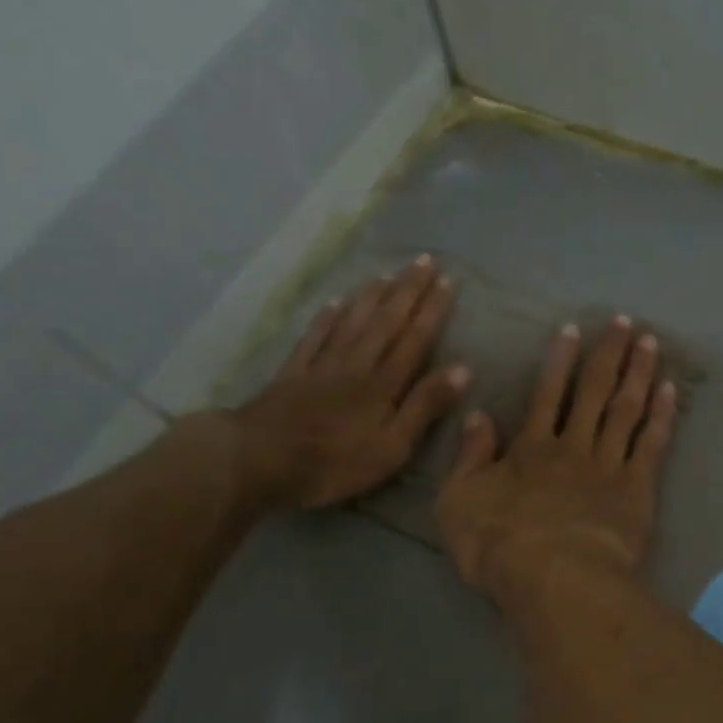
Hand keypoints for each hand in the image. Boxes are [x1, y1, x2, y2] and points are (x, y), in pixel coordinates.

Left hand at [228, 256, 468, 508]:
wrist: (259, 460)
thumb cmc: (334, 463)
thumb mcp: (392, 447)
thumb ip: (425, 406)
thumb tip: (463, 369)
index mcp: (384, 384)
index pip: (415, 339)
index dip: (433, 310)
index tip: (449, 281)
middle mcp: (356, 365)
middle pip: (386, 322)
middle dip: (408, 291)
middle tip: (424, 260)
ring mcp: (321, 367)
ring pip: (352, 322)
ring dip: (372, 297)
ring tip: (387, 273)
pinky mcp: (292, 375)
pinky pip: (314, 338)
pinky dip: (326, 318)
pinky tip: (334, 302)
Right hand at [437, 318, 678, 598]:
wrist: (555, 579)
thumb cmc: (499, 545)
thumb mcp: (458, 501)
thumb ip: (469, 456)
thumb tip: (477, 414)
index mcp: (532, 448)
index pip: (547, 393)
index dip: (560, 360)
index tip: (574, 328)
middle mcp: (574, 446)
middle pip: (594, 391)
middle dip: (609, 354)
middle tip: (625, 322)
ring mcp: (609, 466)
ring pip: (626, 410)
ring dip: (638, 374)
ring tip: (651, 343)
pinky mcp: (637, 490)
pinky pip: (652, 444)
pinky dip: (661, 416)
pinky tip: (670, 392)